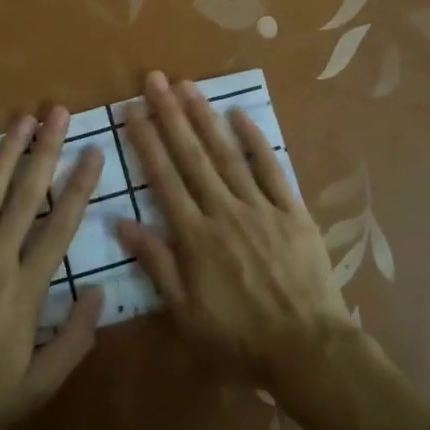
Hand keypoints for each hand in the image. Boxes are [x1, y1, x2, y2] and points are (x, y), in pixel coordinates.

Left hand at [0, 108, 104, 429]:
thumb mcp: (38, 386)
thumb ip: (74, 340)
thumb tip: (97, 294)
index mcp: (27, 288)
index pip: (62, 226)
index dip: (80, 186)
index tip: (93, 152)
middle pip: (26, 196)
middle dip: (46, 151)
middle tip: (58, 113)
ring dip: (7, 153)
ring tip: (23, 119)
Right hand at [118, 72, 356, 386]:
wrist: (307, 349)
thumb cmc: (239, 337)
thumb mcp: (186, 313)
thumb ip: (156, 263)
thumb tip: (121, 222)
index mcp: (195, 235)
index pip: (164, 178)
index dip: (146, 141)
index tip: (133, 109)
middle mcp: (223, 210)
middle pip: (192, 155)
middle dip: (171, 115)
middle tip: (156, 80)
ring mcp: (260, 207)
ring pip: (227, 154)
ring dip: (206, 118)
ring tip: (188, 86)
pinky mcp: (292, 210)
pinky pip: (272, 168)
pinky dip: (256, 140)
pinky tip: (240, 115)